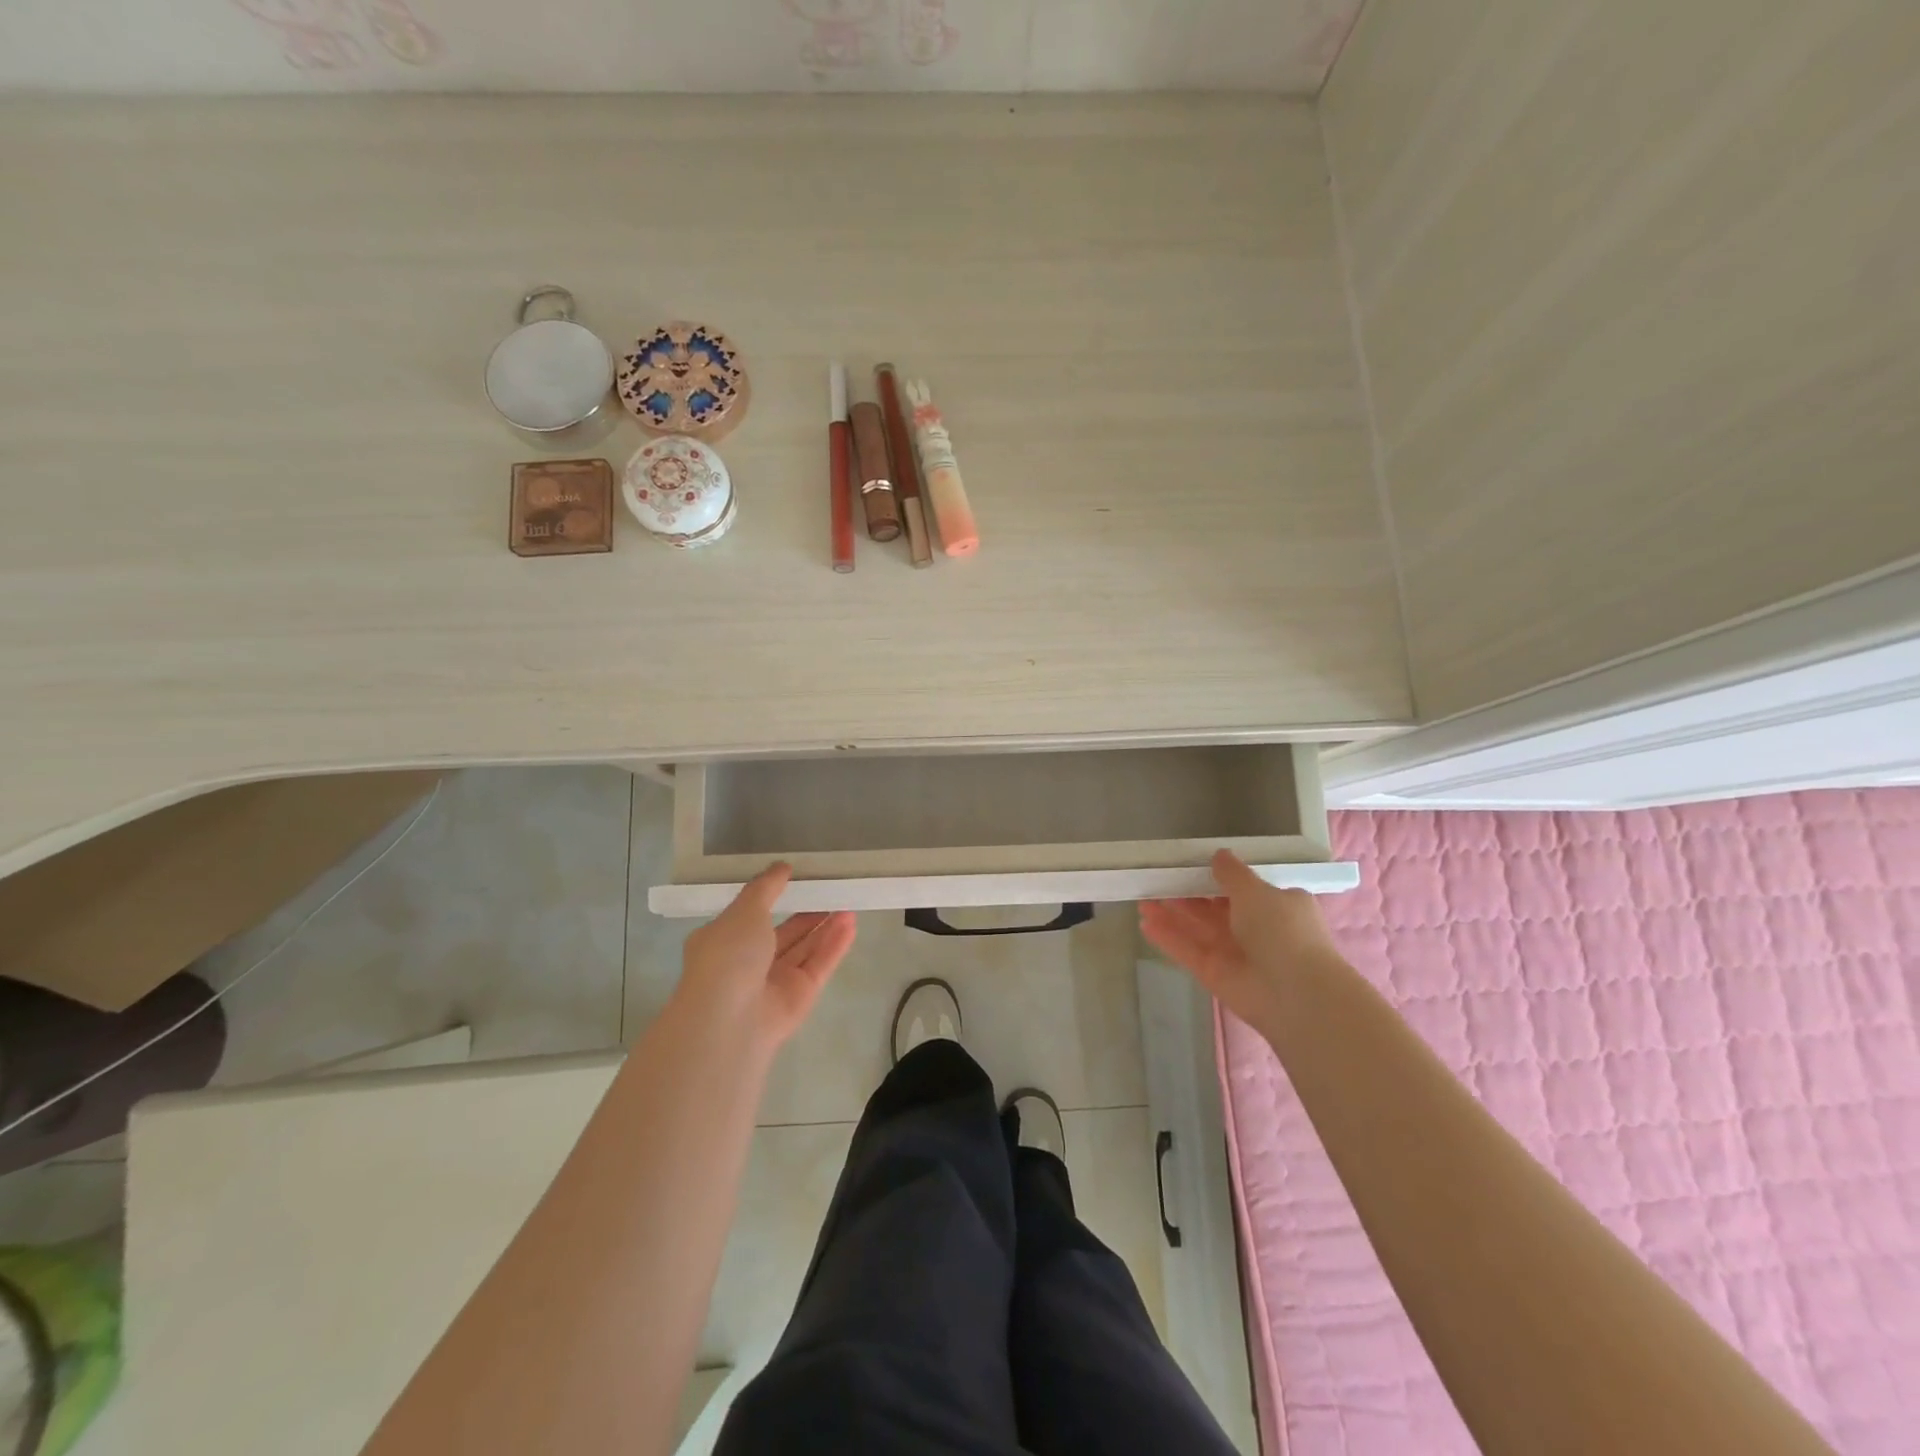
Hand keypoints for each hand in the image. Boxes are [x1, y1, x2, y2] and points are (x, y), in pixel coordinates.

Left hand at [675, 864, 856, 1052]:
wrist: (731, 1020)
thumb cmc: (728, 956)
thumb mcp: (744, 910)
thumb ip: (765, 887)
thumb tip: (782, 866)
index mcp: (724, 941)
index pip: (750, 916)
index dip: (772, 897)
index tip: (795, 878)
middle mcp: (748, 962)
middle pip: (784, 933)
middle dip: (807, 913)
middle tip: (831, 890)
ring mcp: (775, 981)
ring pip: (805, 948)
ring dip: (825, 927)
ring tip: (848, 902)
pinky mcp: (800, 996)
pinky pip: (819, 965)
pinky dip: (834, 945)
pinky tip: (851, 923)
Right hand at [1140, 849, 1342, 1028]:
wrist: (1296, 994)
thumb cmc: (1282, 931)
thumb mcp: (1257, 891)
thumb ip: (1232, 873)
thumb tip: (1219, 854)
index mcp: (1276, 906)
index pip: (1243, 889)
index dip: (1216, 878)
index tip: (1190, 866)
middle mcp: (1256, 930)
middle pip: (1214, 909)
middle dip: (1187, 895)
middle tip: (1158, 879)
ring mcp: (1234, 954)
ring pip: (1197, 929)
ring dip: (1171, 915)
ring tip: (1142, 899)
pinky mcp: (1215, 974)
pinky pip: (1188, 951)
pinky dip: (1168, 938)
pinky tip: (1144, 924)